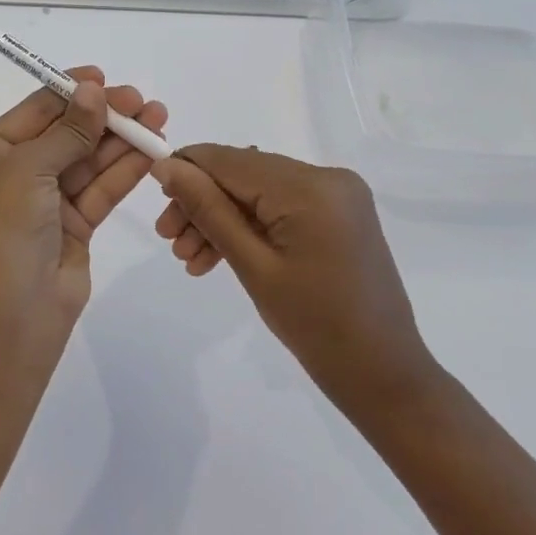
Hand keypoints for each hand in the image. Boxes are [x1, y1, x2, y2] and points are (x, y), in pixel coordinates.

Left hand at [0, 67, 167, 346]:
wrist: (10, 320)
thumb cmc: (4, 233)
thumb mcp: (28, 170)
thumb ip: (67, 131)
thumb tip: (94, 92)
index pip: (33, 112)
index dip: (69, 92)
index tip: (104, 78)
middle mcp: (15, 176)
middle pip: (66, 134)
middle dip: (103, 116)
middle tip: (142, 101)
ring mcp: (46, 203)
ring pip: (88, 161)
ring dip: (121, 140)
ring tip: (158, 117)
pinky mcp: (74, 227)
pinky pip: (101, 189)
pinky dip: (125, 170)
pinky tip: (152, 150)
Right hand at [152, 146, 431, 416]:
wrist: (383, 374)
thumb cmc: (315, 326)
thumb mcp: (252, 266)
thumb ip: (208, 210)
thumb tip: (167, 168)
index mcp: (310, 187)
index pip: (231, 160)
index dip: (187, 169)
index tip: (153, 194)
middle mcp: (327, 177)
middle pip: (243, 175)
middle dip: (202, 203)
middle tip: (168, 240)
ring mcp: (337, 194)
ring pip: (259, 192)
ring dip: (222, 218)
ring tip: (189, 259)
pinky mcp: (338, 213)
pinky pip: (281, 207)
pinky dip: (250, 226)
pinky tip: (218, 256)